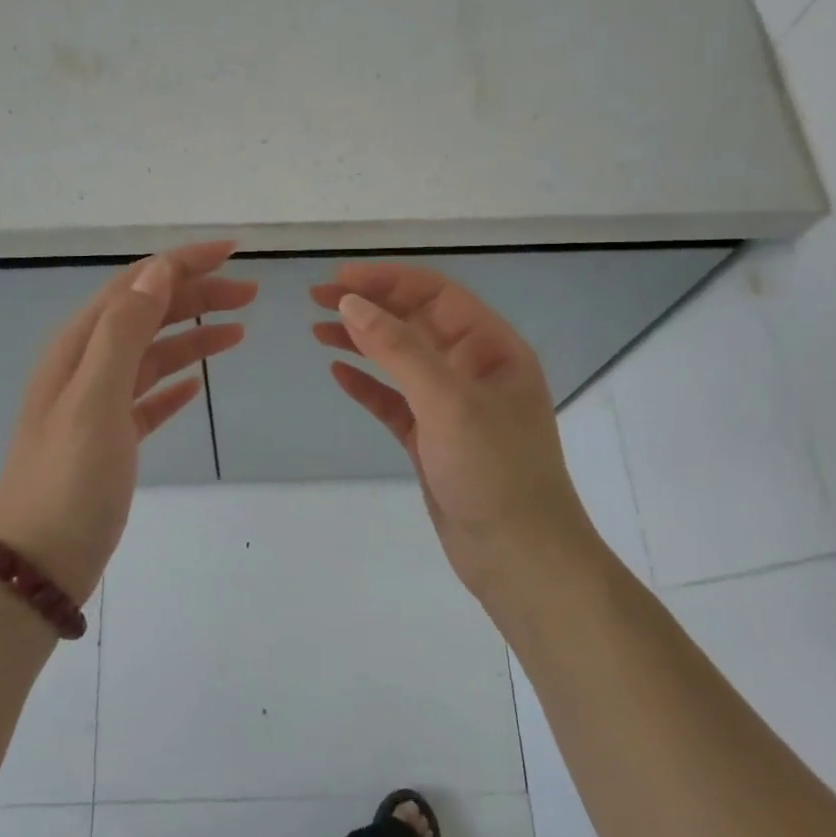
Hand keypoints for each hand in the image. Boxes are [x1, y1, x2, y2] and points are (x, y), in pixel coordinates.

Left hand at [0, 241, 256, 603]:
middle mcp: (85, 366)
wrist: (39, 563)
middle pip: (147, 314)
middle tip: (251, 294)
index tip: (234, 252)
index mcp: (78, 347)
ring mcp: (97, 405)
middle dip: (196, 295)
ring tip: (239, 330)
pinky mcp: (110, 440)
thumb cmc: (68, 480)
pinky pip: (148, 398)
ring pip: (152, 354)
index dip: (183, 263)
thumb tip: (157, 272)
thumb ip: (124, 332)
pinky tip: (198, 384)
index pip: (136, 285)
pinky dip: (175, 383)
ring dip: (193, 336)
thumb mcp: (95, 399)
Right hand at [311, 263, 601, 594]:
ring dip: (362, 342)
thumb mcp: (448, 401)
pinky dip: (367, 386)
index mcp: (492, 348)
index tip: (338, 279)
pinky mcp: (432, 439)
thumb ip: (399, 349)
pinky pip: (395, 402)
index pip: (435, 295)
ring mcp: (452, 407)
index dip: (387, 280)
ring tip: (317, 328)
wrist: (519, 557)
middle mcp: (473, 370)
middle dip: (369, 306)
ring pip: (401, 361)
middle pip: (415, 323)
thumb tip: (352, 304)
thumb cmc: (493, 471)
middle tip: (316, 299)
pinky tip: (338, 374)